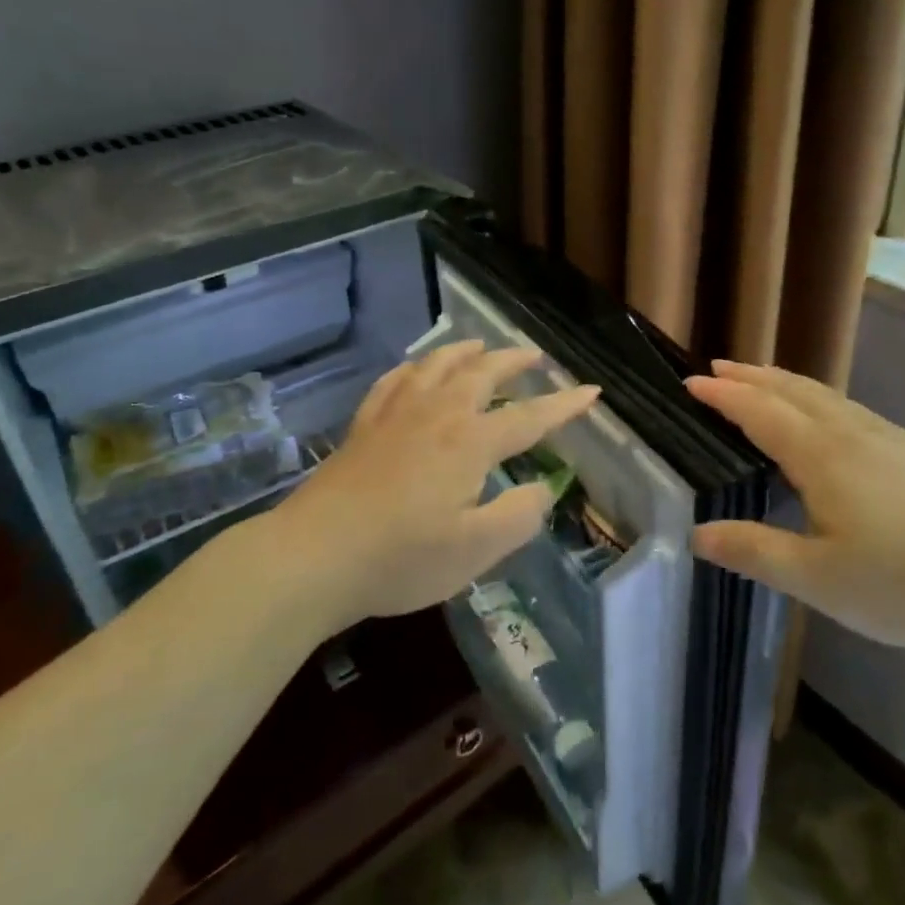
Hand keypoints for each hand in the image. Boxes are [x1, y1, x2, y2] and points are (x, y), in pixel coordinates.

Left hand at [276, 341, 599, 630]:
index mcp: (470, 442)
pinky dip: (413, 369)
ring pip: (436, 366)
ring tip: (479, 347)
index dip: (564, 405)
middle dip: (512, 361)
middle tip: (534, 355)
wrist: (313, 556)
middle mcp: (436, 415)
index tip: (591, 391)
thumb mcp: (476, 551)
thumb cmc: (401, 558)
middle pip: (481, 373)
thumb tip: (542, 489)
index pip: (529, 416)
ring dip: (464, 352)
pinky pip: (393, 382)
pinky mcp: (363, 427)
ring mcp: (395, 416)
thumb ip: (519, 517)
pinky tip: (414, 371)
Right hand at [685, 361, 904, 647]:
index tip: (692, 383)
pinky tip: (831, 420)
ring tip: (765, 381)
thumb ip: (756, 552)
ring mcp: (891, 440)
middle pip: (793, 391)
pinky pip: (852, 410)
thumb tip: (697, 534)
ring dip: (786, 383)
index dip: (724, 395)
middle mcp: (852, 435)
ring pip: (827, 397)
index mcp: (821, 457)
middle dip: (752, 377)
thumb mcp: (820, 580)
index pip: (760, 412)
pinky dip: (820, 400)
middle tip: (719, 368)